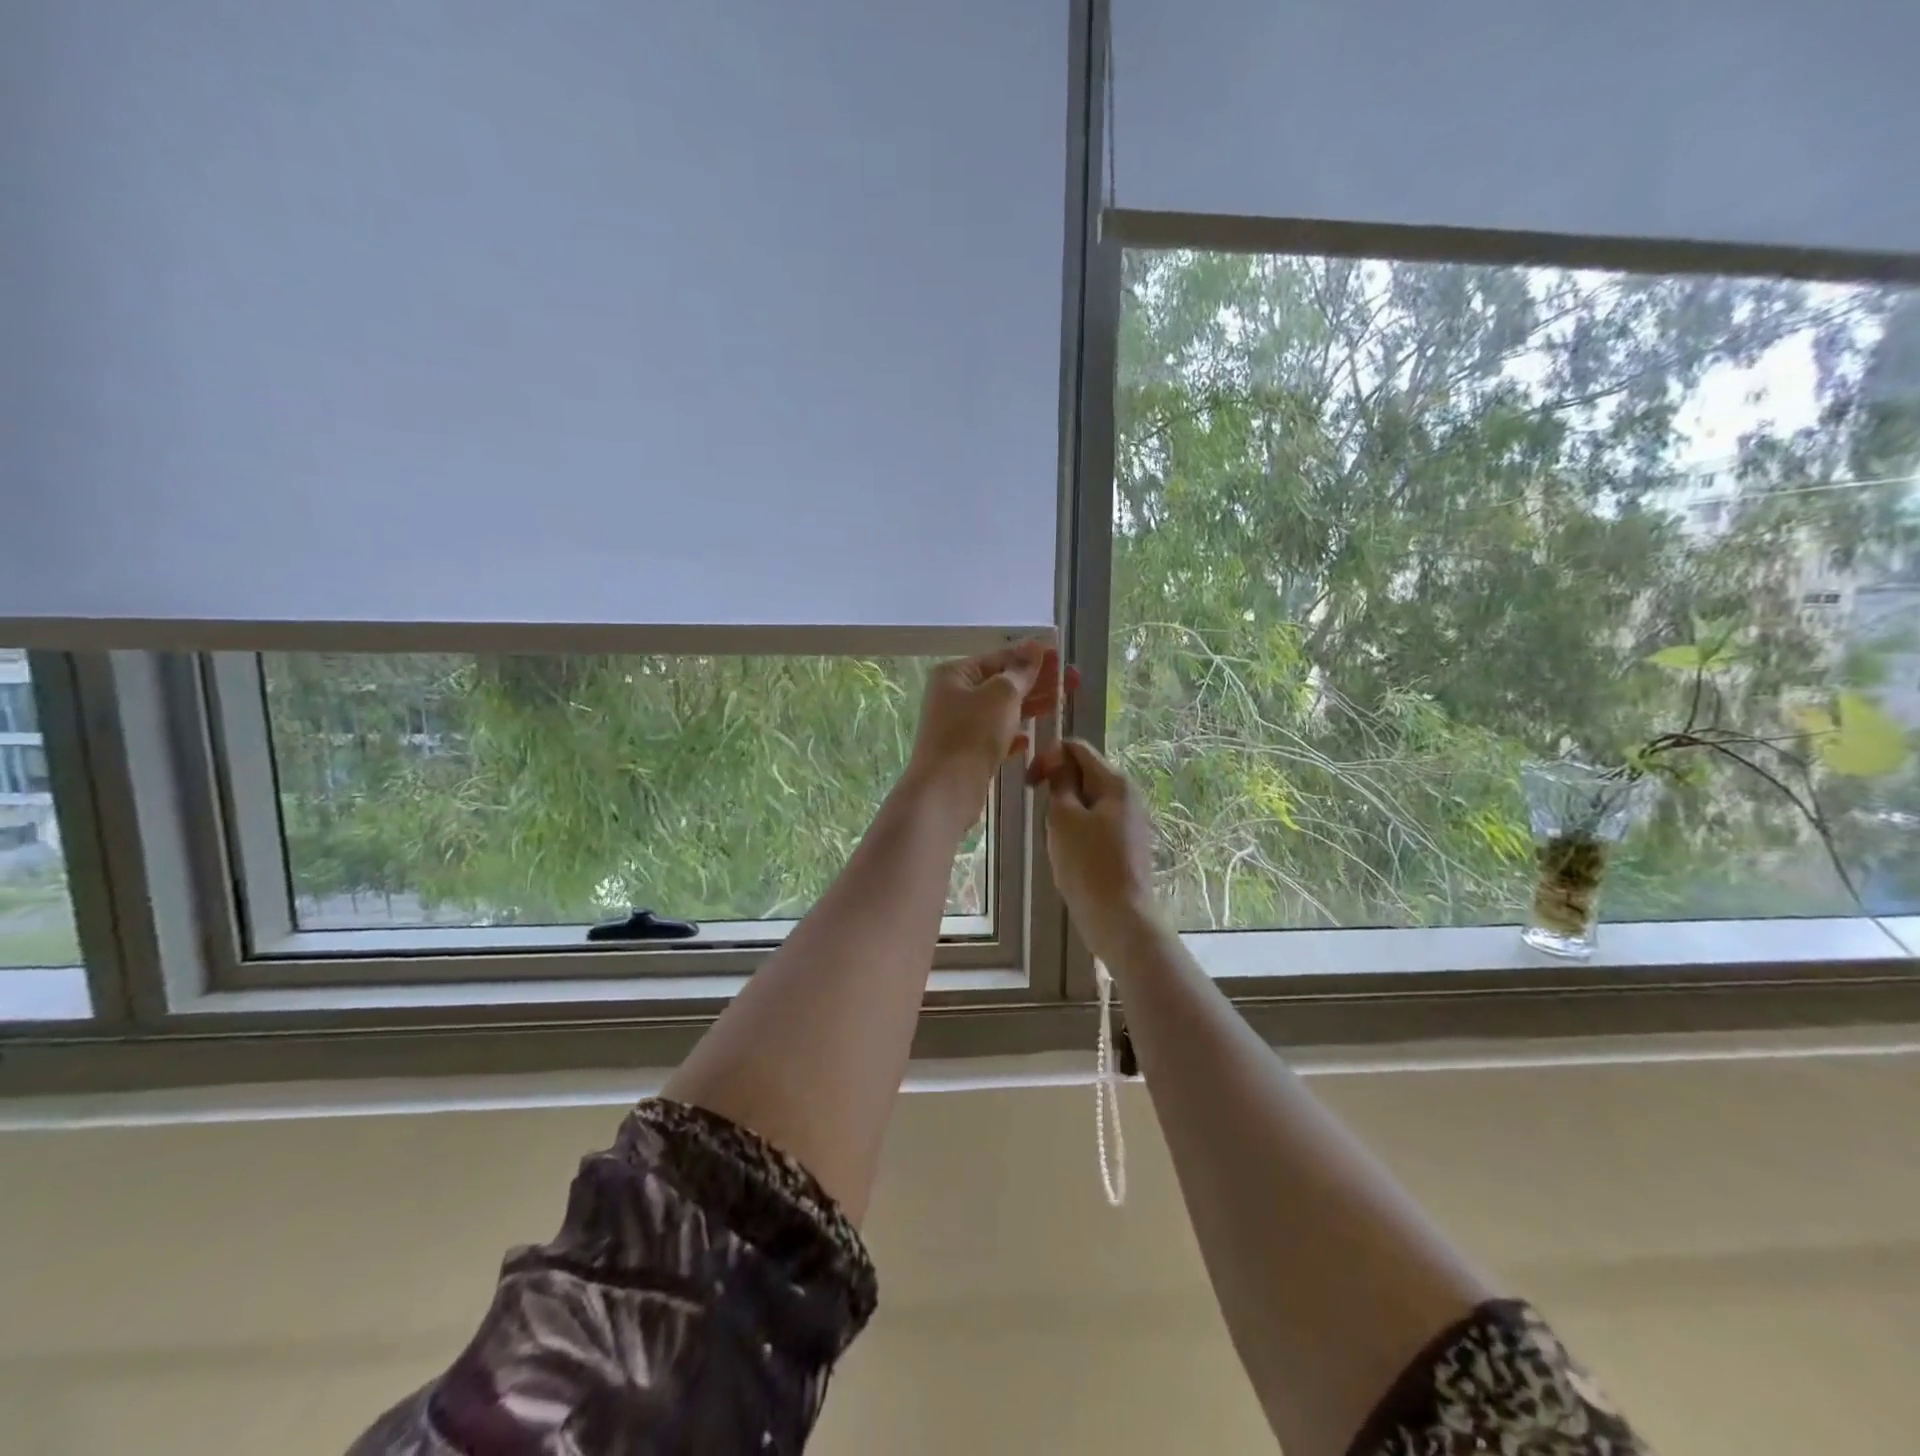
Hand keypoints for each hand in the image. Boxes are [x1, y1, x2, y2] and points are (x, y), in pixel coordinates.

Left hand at [907, 642, 1066, 807]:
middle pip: (1002, 683)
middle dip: (1038, 681)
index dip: (1033, 656)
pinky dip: (1013, 735)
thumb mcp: (1002, 694)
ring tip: (1062, 703)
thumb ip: (1021, 671)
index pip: (1000, 657)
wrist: (946, 790)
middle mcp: (954, 697)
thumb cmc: (972, 733)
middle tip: (1074, 680)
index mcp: (955, 675)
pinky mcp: (967, 753)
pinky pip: (995, 737)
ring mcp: (959, 726)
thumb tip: (1034, 646)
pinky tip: (1030, 740)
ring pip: (1002, 711)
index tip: (1062, 655)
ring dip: (1031, 706)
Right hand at [1026, 738, 1158, 960]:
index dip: (1048, 758)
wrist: (1119, 917)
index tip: (1028, 784)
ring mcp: (1130, 820)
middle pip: (1083, 774)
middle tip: (1045, 820)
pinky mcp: (1126, 844)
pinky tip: (1071, 857)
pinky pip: (1095, 824)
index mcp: (1115, 782)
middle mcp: (1128, 795)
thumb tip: (1058, 759)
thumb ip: (1060, 781)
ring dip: (1065, 814)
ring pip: (1087, 802)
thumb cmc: (1087, 864)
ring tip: (1058, 843)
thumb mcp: (1063, 817)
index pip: (1076, 748)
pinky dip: (1078, 832)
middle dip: (1057, 789)